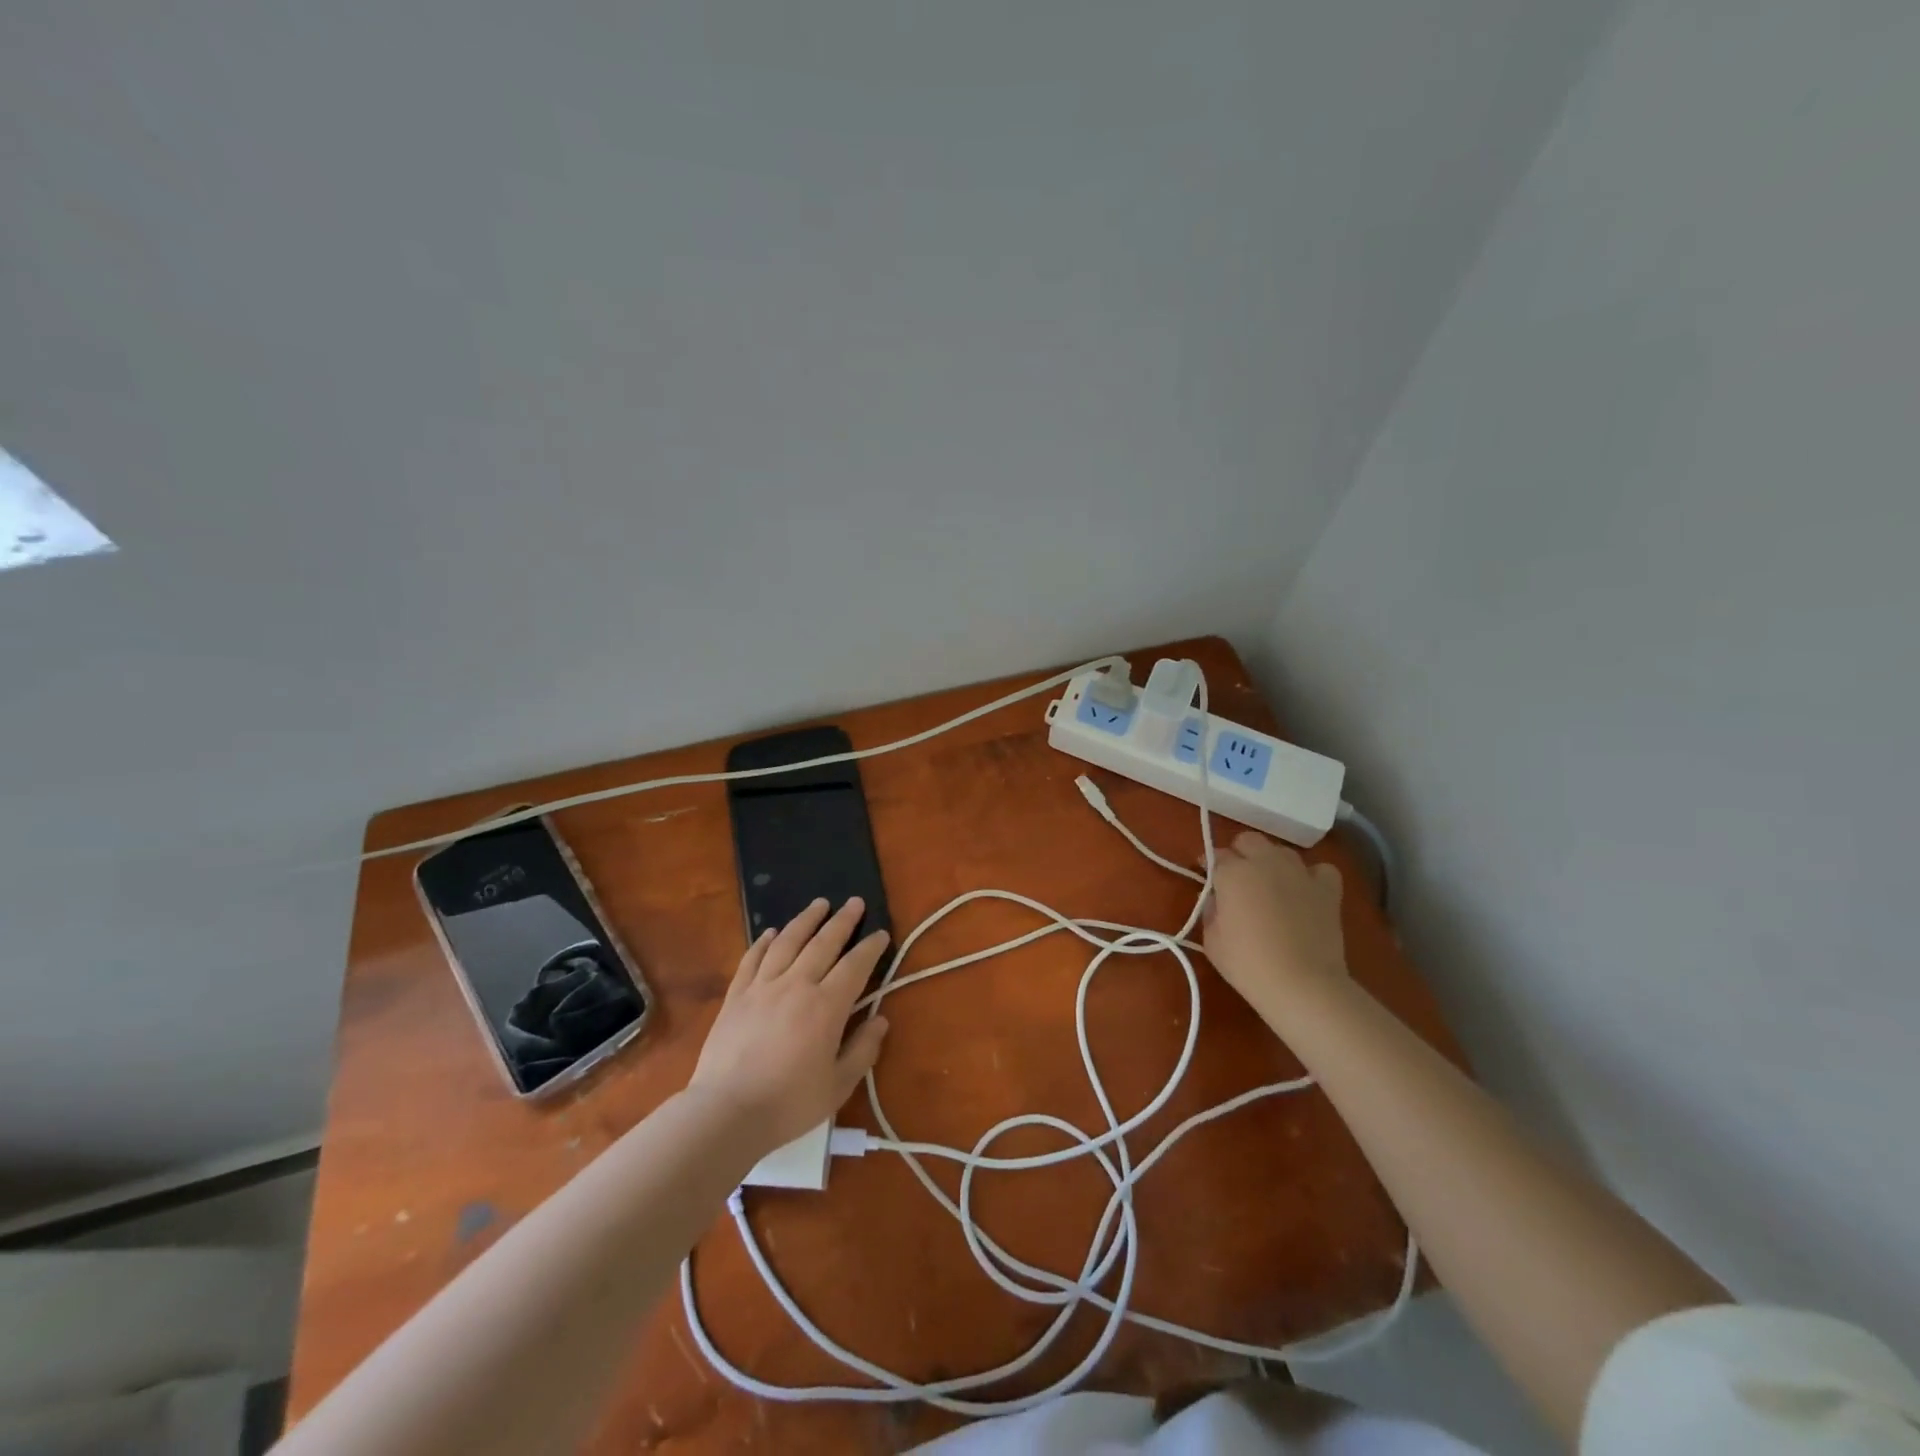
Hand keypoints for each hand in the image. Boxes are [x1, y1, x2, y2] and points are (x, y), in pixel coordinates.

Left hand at [688, 897, 890, 1153]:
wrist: (726, 1112)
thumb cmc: (788, 1103)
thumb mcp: (838, 1085)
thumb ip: (862, 1050)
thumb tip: (880, 1020)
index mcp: (826, 1006)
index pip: (855, 966)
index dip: (870, 948)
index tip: (881, 934)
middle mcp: (796, 985)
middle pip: (823, 943)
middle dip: (842, 921)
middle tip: (854, 902)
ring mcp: (762, 986)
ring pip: (788, 942)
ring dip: (806, 920)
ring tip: (819, 904)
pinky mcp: (736, 995)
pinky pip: (752, 959)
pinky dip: (763, 942)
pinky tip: (771, 932)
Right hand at [1203, 831, 1347, 1021]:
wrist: (1302, 985)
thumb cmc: (1248, 965)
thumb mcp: (1212, 940)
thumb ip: (1211, 910)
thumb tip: (1217, 899)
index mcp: (1233, 872)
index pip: (1217, 855)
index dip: (1210, 866)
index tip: (1209, 880)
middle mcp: (1265, 862)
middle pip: (1249, 841)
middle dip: (1240, 854)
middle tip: (1237, 879)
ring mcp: (1299, 872)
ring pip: (1282, 851)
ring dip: (1272, 862)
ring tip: (1271, 885)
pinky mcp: (1327, 889)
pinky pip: (1320, 869)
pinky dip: (1312, 876)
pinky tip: (1306, 890)